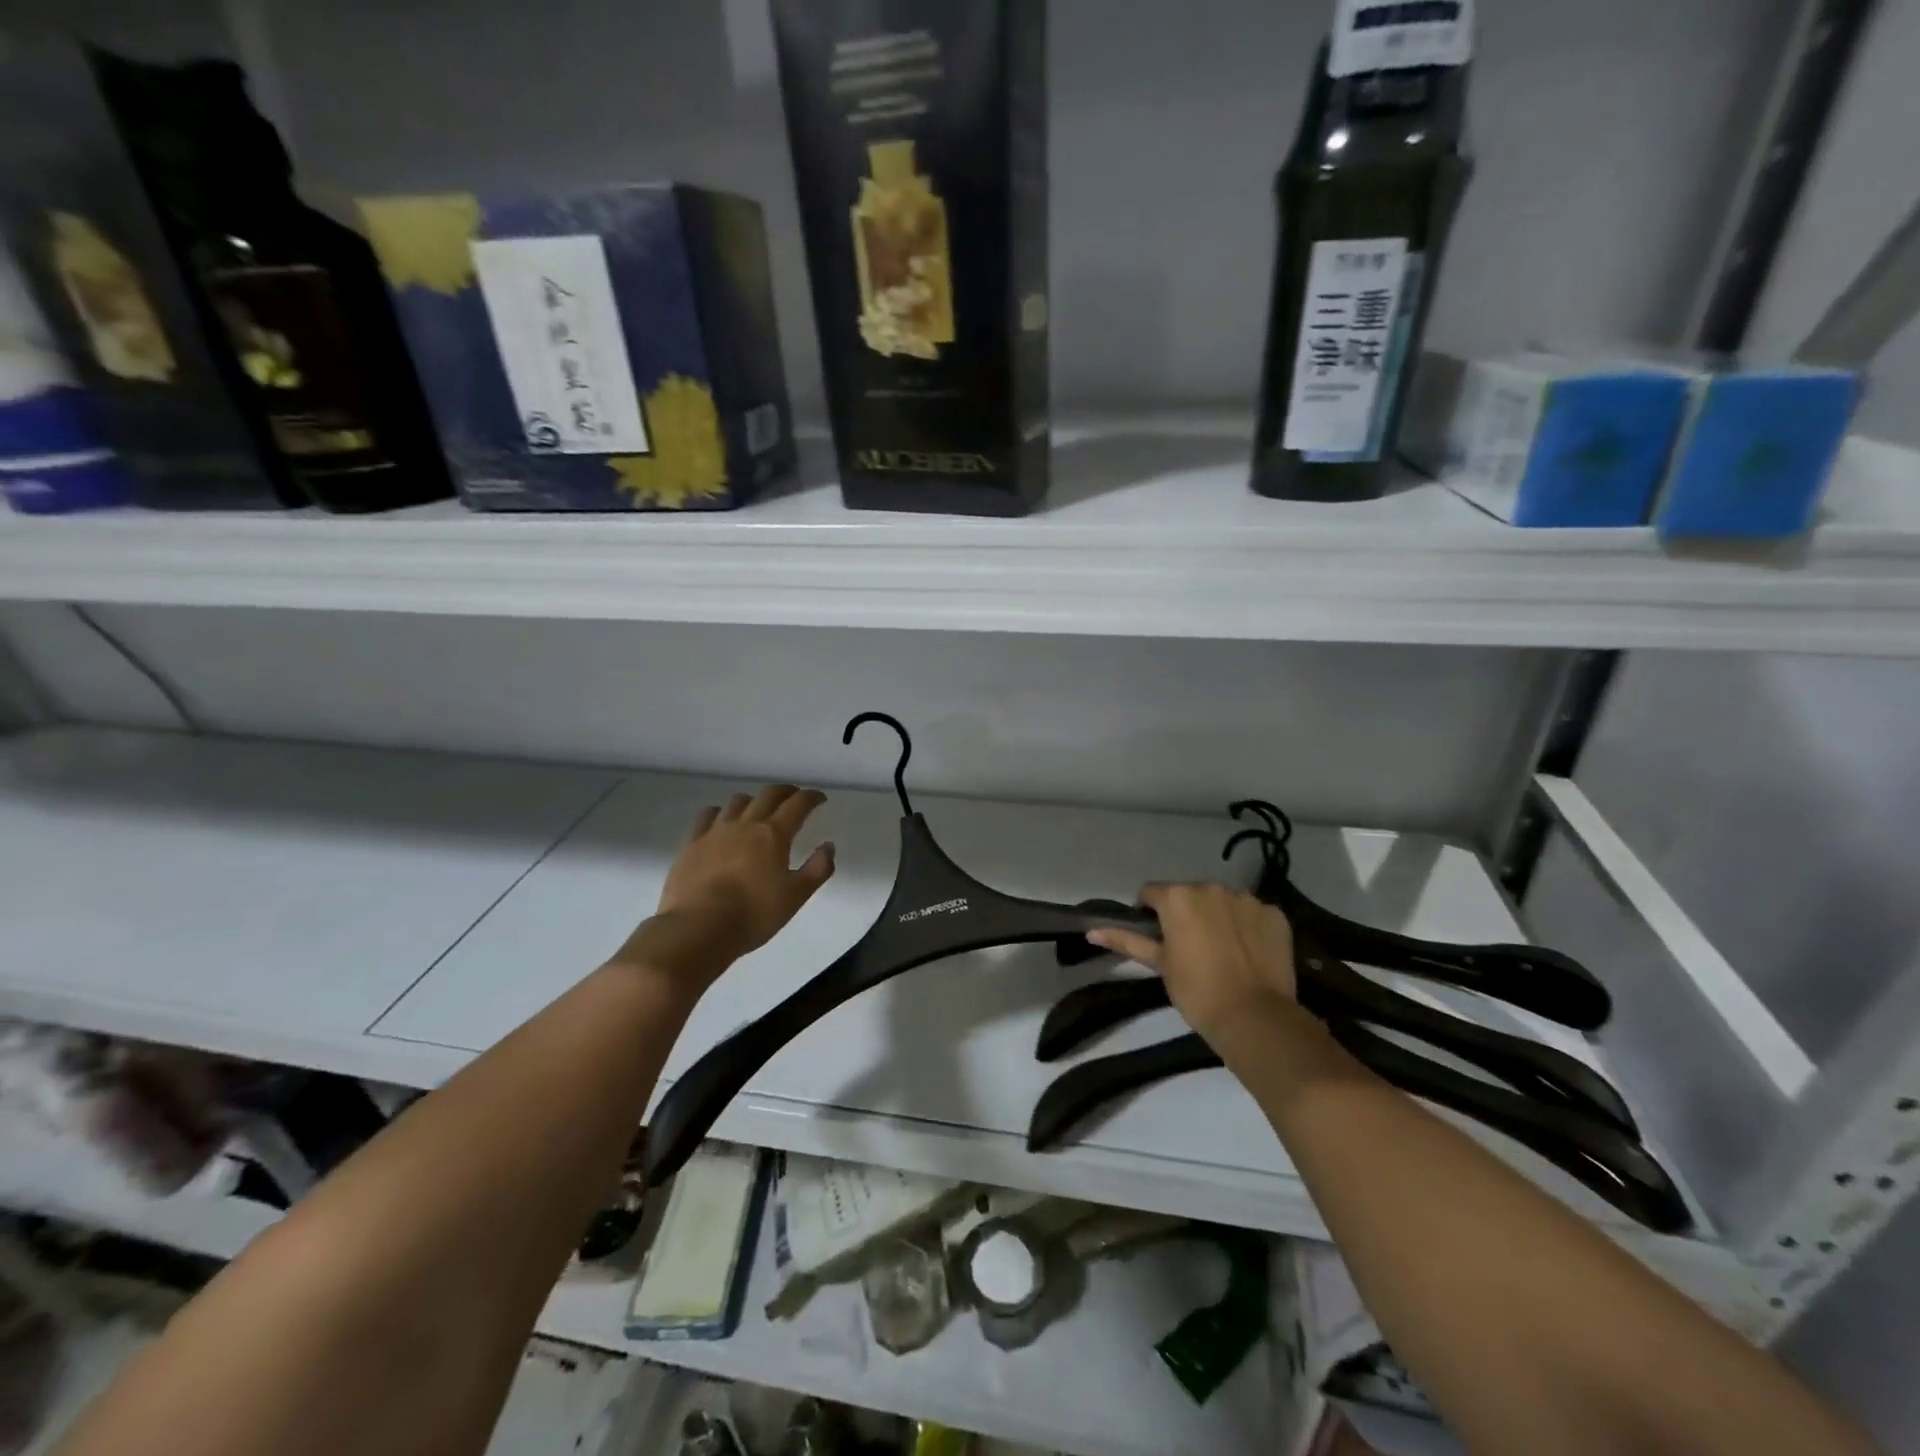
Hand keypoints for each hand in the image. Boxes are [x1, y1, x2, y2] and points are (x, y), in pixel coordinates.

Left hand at [616, 786, 835, 989]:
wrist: (698, 928)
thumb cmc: (754, 914)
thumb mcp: (796, 896)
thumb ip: (818, 869)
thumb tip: (828, 846)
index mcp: (774, 834)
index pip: (798, 804)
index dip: (811, 797)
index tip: (819, 799)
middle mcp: (746, 824)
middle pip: (768, 795)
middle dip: (785, 792)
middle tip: (794, 798)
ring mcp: (715, 830)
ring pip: (738, 801)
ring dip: (754, 800)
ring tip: (758, 810)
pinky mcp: (692, 843)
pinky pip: (707, 815)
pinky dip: (720, 812)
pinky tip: (721, 820)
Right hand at [1086, 883, 1297, 1043]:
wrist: (1255, 1017)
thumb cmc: (1196, 991)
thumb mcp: (1159, 964)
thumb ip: (1126, 940)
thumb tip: (1090, 930)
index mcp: (1177, 896)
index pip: (1151, 893)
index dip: (1149, 914)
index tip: (1157, 939)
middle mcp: (1211, 887)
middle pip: (1188, 894)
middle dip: (1185, 914)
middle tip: (1188, 948)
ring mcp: (1246, 898)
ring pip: (1221, 901)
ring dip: (1216, 917)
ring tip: (1221, 951)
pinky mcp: (1274, 913)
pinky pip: (1252, 913)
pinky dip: (1246, 926)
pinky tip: (1247, 952)